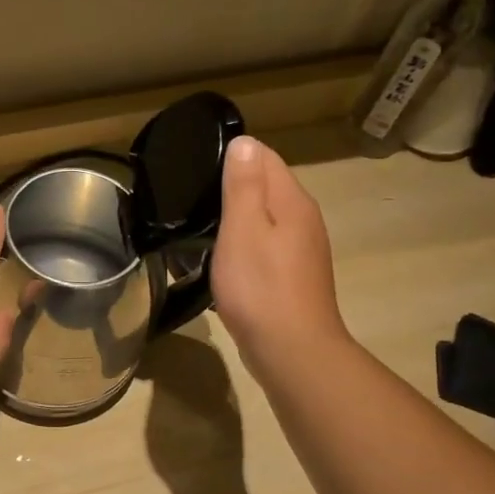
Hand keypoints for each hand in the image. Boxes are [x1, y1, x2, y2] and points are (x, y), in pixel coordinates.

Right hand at [211, 136, 348, 379]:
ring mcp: (302, 250)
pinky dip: (244, 246)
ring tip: (200, 228)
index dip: (232, 157)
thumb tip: (244, 142)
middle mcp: (303, 219)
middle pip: (266, 187)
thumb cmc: (261, 287)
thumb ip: (243, 185)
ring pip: (265, 219)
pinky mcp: (293, 276)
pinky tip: (223, 260)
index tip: (196, 168)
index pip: (264, 157)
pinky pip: (266, 246)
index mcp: (292, 201)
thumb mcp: (243, 229)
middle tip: (191, 198)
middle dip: (232, 187)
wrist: (291, 350)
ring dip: (237, 219)